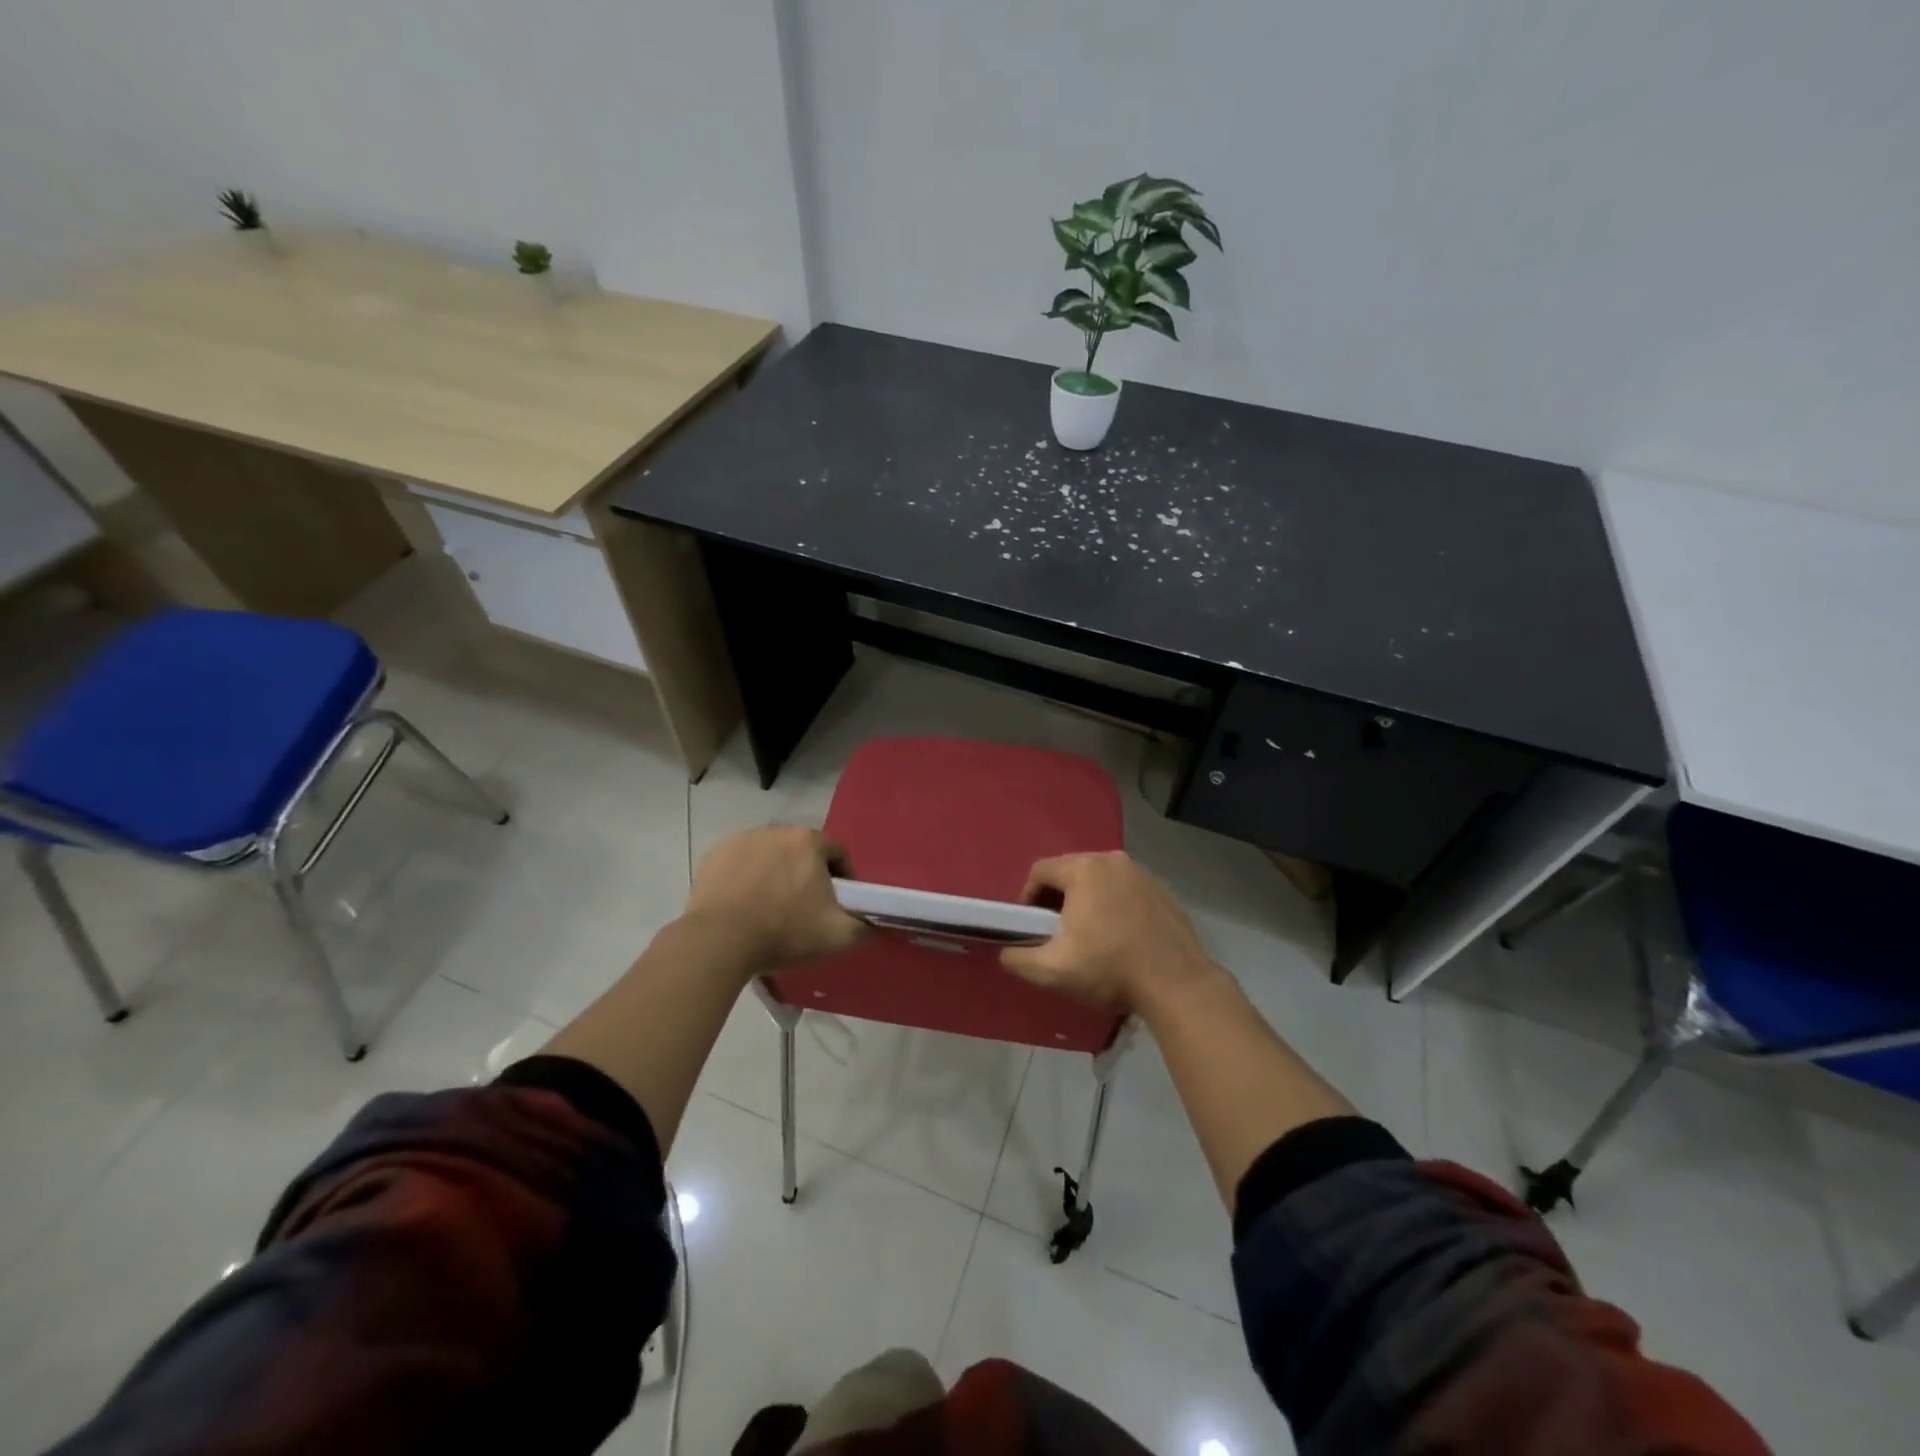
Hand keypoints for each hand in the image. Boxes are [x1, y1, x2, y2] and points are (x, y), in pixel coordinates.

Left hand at [684, 826, 866, 971]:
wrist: (719, 941)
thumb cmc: (784, 932)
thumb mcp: (838, 936)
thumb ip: (865, 925)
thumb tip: (875, 922)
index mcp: (809, 841)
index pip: (838, 852)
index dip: (844, 878)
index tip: (838, 904)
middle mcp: (777, 830)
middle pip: (802, 851)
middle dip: (807, 874)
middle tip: (805, 908)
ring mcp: (742, 840)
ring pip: (770, 855)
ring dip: (776, 874)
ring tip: (771, 907)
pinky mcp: (714, 855)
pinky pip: (741, 863)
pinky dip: (746, 878)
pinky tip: (744, 904)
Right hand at [999, 851, 1214, 1012]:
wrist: (1177, 984)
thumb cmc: (1110, 969)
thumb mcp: (1052, 970)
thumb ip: (1018, 958)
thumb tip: (1006, 952)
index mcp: (1083, 869)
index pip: (1040, 871)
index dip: (1027, 898)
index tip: (1029, 927)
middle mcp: (1112, 859)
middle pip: (1070, 871)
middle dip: (1057, 899)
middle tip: (1056, 932)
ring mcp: (1142, 872)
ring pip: (1099, 880)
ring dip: (1087, 901)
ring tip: (1088, 936)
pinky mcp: (1162, 889)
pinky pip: (1125, 890)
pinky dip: (1115, 905)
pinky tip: (1120, 936)